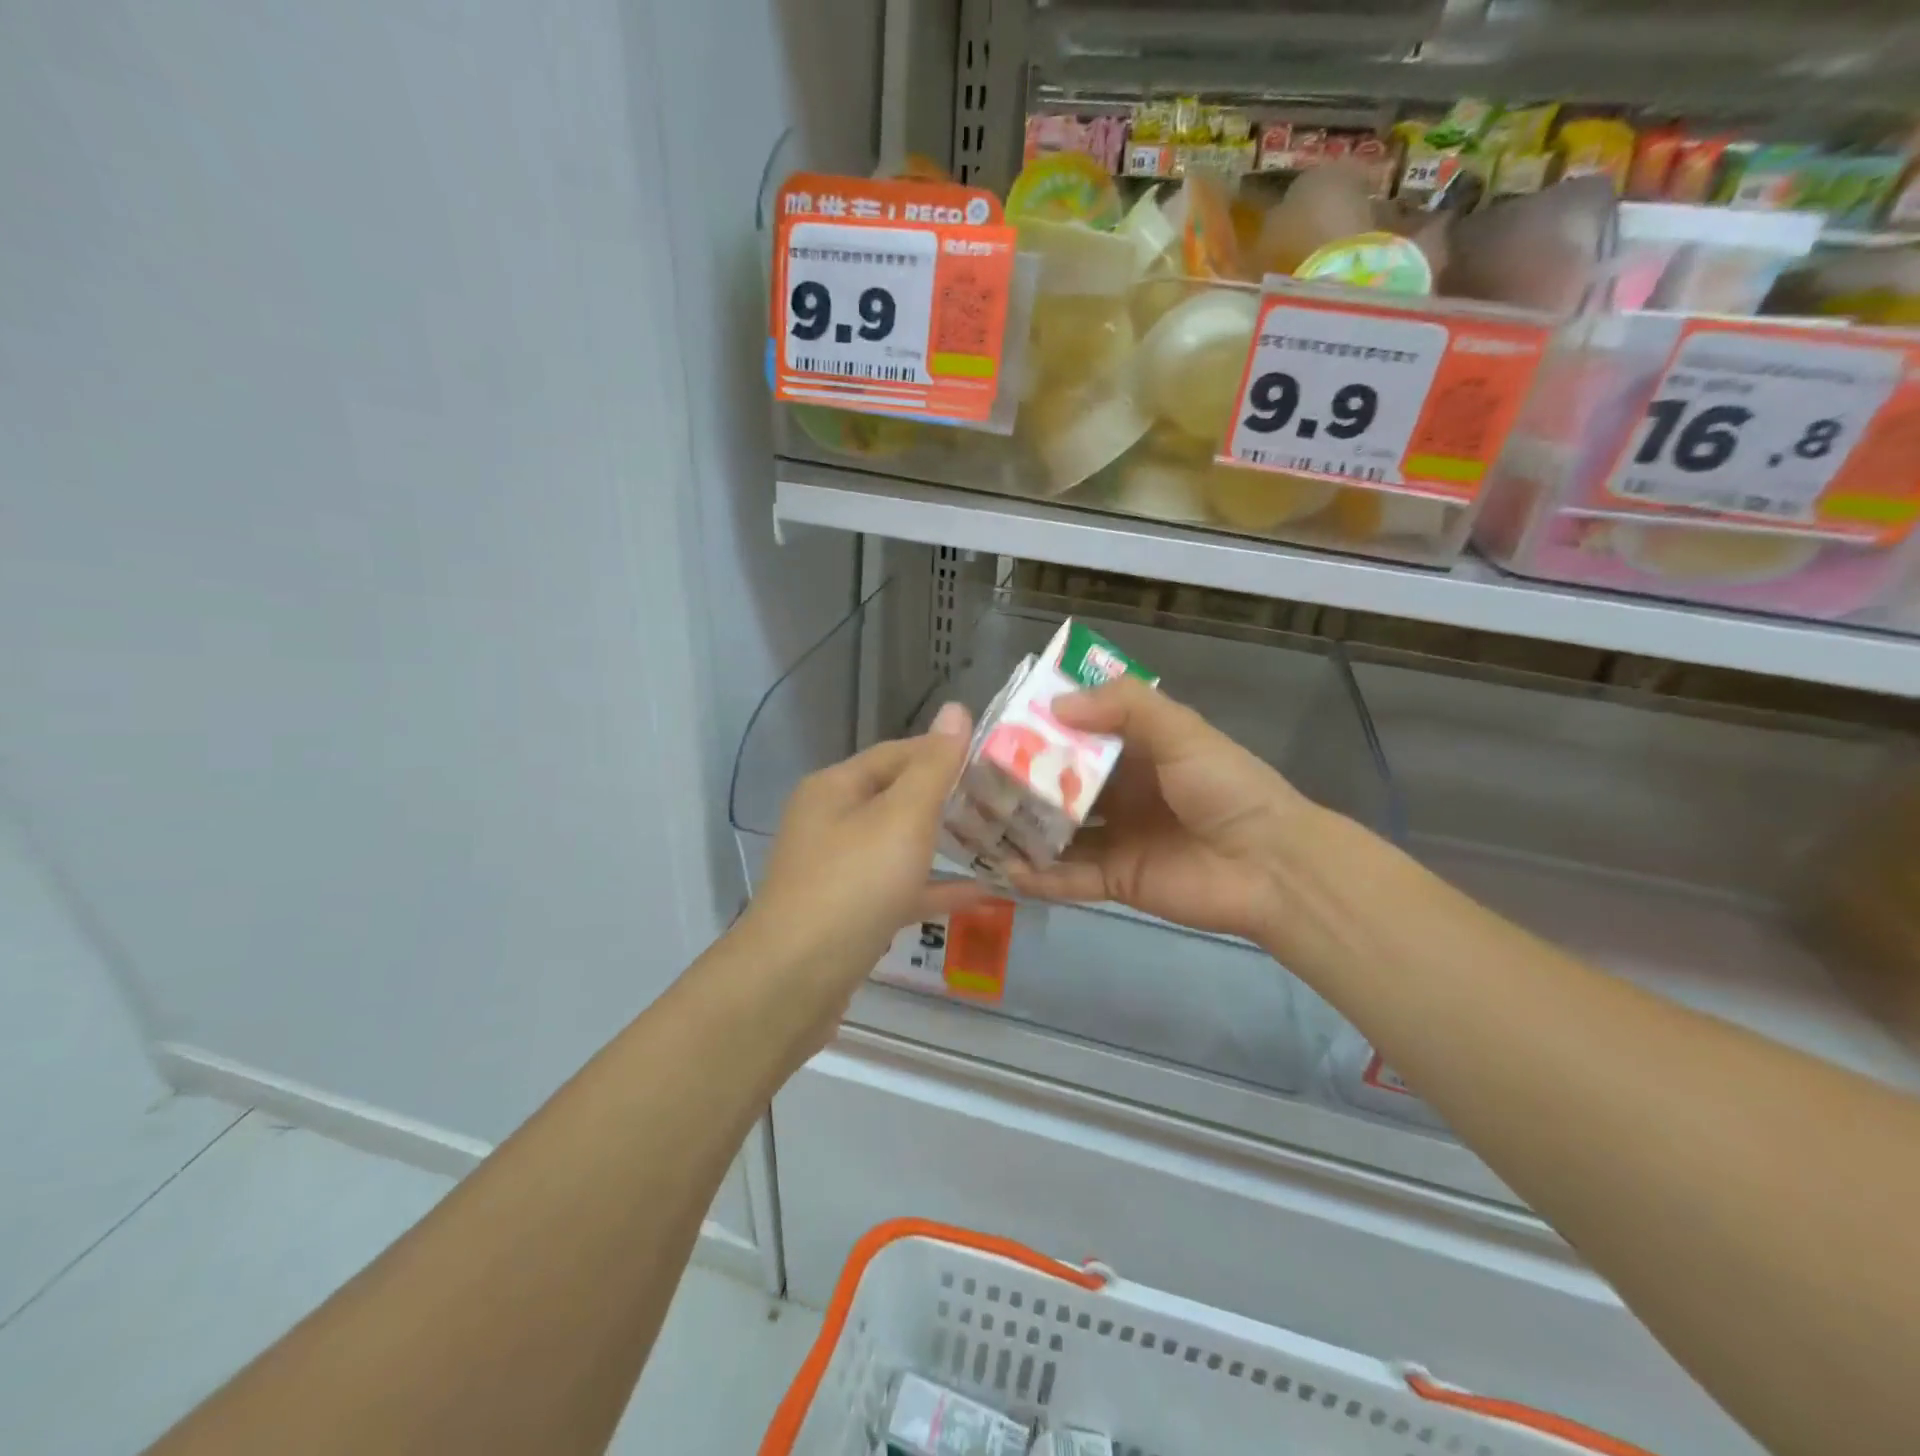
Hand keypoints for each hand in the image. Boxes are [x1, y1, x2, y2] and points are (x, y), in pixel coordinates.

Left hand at [743, 703, 986, 999]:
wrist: (794, 980)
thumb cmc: (853, 884)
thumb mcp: (902, 817)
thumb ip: (934, 766)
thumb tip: (956, 709)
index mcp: (837, 787)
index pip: (899, 753)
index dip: (946, 751)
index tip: (996, 759)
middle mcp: (832, 821)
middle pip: (899, 798)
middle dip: (951, 799)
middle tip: (1006, 801)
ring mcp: (839, 870)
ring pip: (901, 846)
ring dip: (946, 843)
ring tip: (1000, 840)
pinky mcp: (850, 912)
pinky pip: (900, 888)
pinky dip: (935, 887)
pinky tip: (982, 894)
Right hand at [1006, 677, 1320, 947]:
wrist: (1270, 865)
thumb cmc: (1225, 788)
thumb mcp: (1181, 731)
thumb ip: (1124, 707)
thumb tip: (1054, 707)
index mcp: (1139, 751)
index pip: (1081, 734)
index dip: (1044, 729)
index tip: (1000, 725)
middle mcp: (1122, 792)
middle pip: (1061, 784)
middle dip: (1023, 782)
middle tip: (973, 779)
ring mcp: (1116, 837)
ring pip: (1058, 832)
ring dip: (1023, 829)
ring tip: (977, 824)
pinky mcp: (1115, 879)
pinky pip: (1069, 876)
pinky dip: (1039, 876)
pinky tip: (1004, 869)